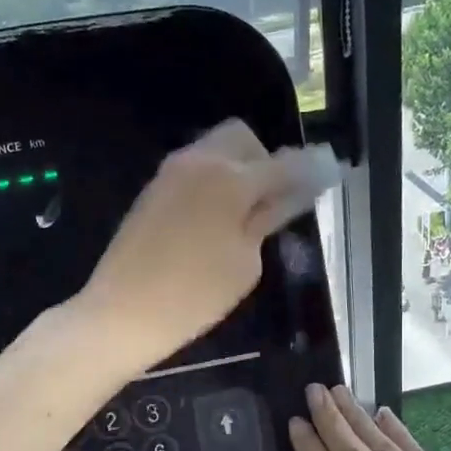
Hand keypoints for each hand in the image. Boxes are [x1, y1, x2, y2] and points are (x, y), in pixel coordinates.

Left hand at [76, 120, 336, 375]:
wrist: (122, 312)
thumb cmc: (194, 296)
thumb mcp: (244, 263)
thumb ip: (267, 219)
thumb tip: (289, 194)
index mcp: (230, 179)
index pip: (283, 164)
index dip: (310, 170)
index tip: (328, 175)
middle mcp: (199, 161)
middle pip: (243, 138)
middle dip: (265, 159)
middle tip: (274, 200)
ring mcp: (170, 173)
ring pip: (215, 150)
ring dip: (237, 169)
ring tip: (245, 213)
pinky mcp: (152, 190)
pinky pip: (194, 170)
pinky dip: (213, 182)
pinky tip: (216, 219)